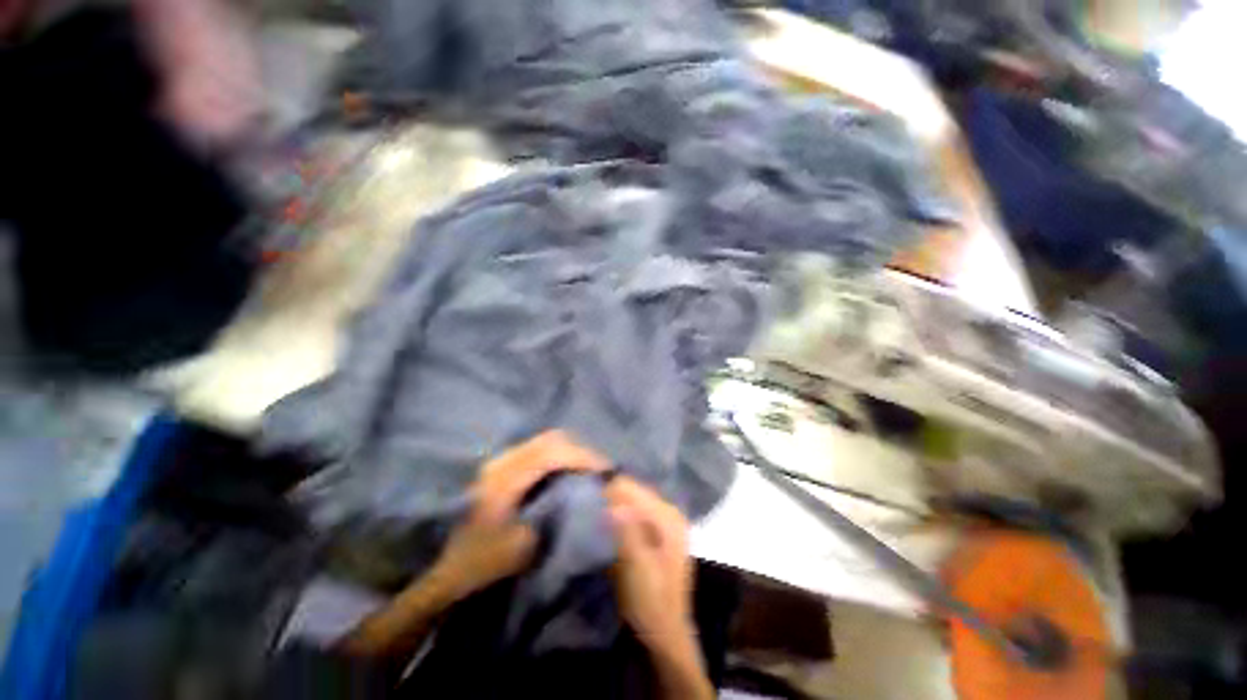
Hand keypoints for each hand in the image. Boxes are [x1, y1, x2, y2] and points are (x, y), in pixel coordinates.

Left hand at [430, 431, 609, 599]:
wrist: (439, 569)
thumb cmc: (478, 564)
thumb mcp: (519, 549)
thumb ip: (553, 516)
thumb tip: (582, 495)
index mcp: (505, 479)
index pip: (552, 453)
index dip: (582, 457)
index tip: (605, 470)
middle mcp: (502, 461)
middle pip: (550, 440)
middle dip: (578, 450)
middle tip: (598, 469)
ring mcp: (499, 462)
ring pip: (543, 442)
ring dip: (567, 452)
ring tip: (585, 470)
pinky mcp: (499, 468)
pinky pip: (536, 451)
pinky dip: (555, 457)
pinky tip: (564, 473)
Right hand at [607, 478, 712, 699]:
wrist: (664, 636)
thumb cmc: (650, 602)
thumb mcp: (636, 567)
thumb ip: (627, 530)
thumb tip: (612, 499)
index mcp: (668, 516)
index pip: (632, 488)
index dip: (608, 490)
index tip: (586, 499)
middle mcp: (669, 512)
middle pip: (634, 492)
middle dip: (611, 497)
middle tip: (587, 507)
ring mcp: (665, 523)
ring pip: (632, 502)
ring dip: (614, 506)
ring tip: (594, 515)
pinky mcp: (657, 534)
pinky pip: (634, 514)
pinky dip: (620, 516)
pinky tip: (608, 526)